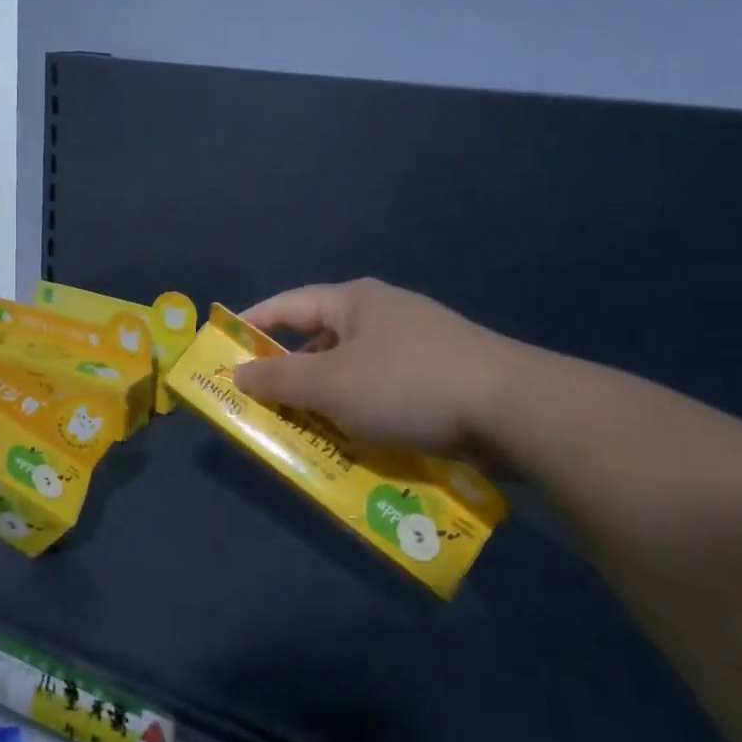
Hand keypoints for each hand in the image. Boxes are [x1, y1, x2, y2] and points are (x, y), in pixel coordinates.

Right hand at [234, 278, 526, 460]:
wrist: (515, 410)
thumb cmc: (408, 384)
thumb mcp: (332, 385)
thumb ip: (279, 380)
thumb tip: (238, 373)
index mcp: (355, 301)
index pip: (289, 305)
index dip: (254, 325)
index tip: (226, 348)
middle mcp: (385, 314)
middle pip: (321, 339)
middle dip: (291, 374)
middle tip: (264, 403)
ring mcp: (418, 344)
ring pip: (354, 371)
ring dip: (328, 399)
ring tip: (307, 430)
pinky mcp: (443, 376)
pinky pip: (385, 391)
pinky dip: (363, 412)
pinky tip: (359, 440)